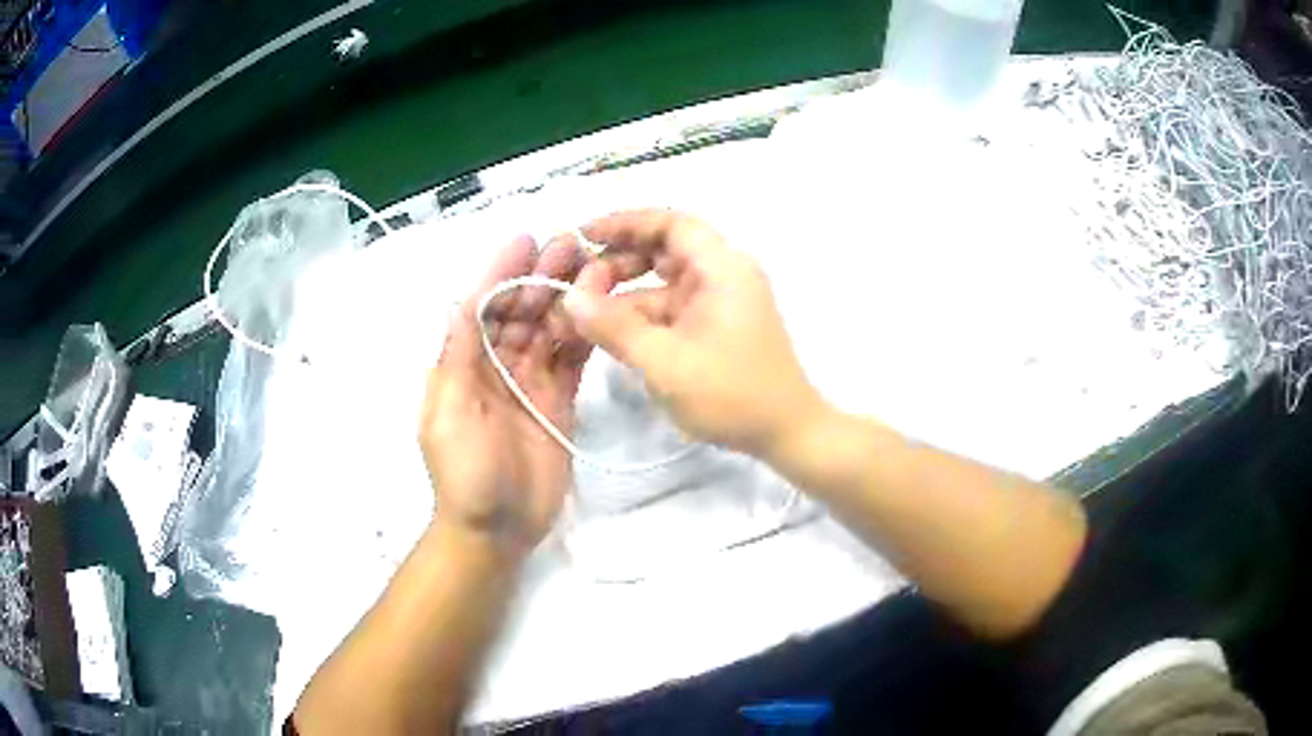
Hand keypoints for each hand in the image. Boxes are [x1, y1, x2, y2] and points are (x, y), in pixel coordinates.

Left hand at [420, 234, 612, 555]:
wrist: (495, 530)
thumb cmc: (463, 473)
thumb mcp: (448, 413)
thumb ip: (458, 357)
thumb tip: (462, 300)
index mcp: (463, 365)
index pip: (483, 308)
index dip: (501, 273)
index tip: (525, 241)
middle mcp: (496, 366)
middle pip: (521, 312)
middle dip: (541, 277)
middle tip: (571, 243)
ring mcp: (530, 383)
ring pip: (549, 330)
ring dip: (567, 298)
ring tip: (593, 267)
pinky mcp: (560, 402)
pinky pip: (572, 361)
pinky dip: (584, 335)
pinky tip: (601, 310)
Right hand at [563, 210, 822, 457]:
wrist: (786, 433)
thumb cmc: (732, 394)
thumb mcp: (665, 362)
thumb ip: (615, 327)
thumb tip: (570, 297)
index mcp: (722, 268)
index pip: (671, 223)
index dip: (625, 223)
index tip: (583, 236)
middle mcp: (723, 274)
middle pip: (664, 249)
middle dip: (619, 261)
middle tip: (579, 284)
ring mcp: (720, 301)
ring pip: (663, 282)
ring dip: (625, 292)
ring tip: (585, 313)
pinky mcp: (715, 325)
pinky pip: (671, 308)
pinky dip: (641, 316)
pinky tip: (611, 332)